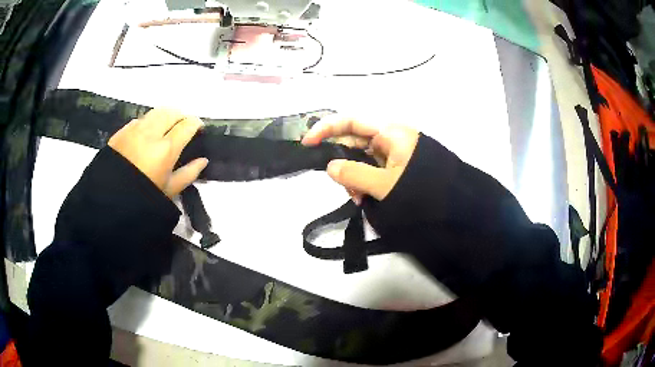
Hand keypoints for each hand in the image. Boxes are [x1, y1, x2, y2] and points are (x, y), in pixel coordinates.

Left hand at [108, 108, 208, 197]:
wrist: (111, 199)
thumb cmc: (144, 197)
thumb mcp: (170, 190)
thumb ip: (189, 173)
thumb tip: (203, 160)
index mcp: (166, 149)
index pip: (187, 125)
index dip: (196, 124)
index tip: (198, 128)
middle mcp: (151, 133)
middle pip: (172, 112)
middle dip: (181, 116)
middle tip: (182, 127)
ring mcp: (135, 129)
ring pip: (156, 111)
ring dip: (165, 116)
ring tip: (166, 127)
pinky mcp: (123, 131)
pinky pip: (141, 119)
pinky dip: (149, 121)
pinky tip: (147, 134)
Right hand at [302, 116, 418, 203]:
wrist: (456, 204)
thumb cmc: (422, 189)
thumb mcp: (385, 184)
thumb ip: (354, 174)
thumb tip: (330, 166)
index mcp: (388, 132)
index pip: (350, 121)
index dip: (326, 129)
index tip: (307, 143)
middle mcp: (389, 137)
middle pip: (353, 141)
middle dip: (343, 163)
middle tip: (344, 187)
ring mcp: (394, 152)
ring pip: (362, 158)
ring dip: (354, 177)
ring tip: (359, 199)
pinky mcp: (397, 165)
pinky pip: (373, 169)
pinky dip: (365, 182)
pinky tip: (365, 198)